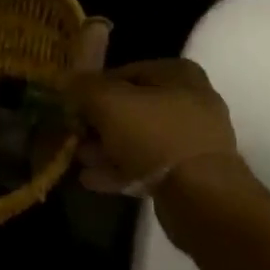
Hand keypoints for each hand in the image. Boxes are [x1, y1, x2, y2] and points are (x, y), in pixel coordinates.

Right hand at [68, 58, 238, 195]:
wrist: (202, 198)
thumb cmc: (155, 136)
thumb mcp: (109, 102)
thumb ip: (84, 87)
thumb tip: (66, 81)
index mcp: (177, 74)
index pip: (124, 72)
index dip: (93, 88)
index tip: (71, 106)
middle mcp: (189, 101)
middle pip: (131, 107)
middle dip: (98, 123)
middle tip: (73, 135)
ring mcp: (192, 140)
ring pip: (138, 139)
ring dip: (106, 148)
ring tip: (79, 159)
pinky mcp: (189, 174)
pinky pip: (148, 166)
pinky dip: (121, 170)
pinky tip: (92, 180)